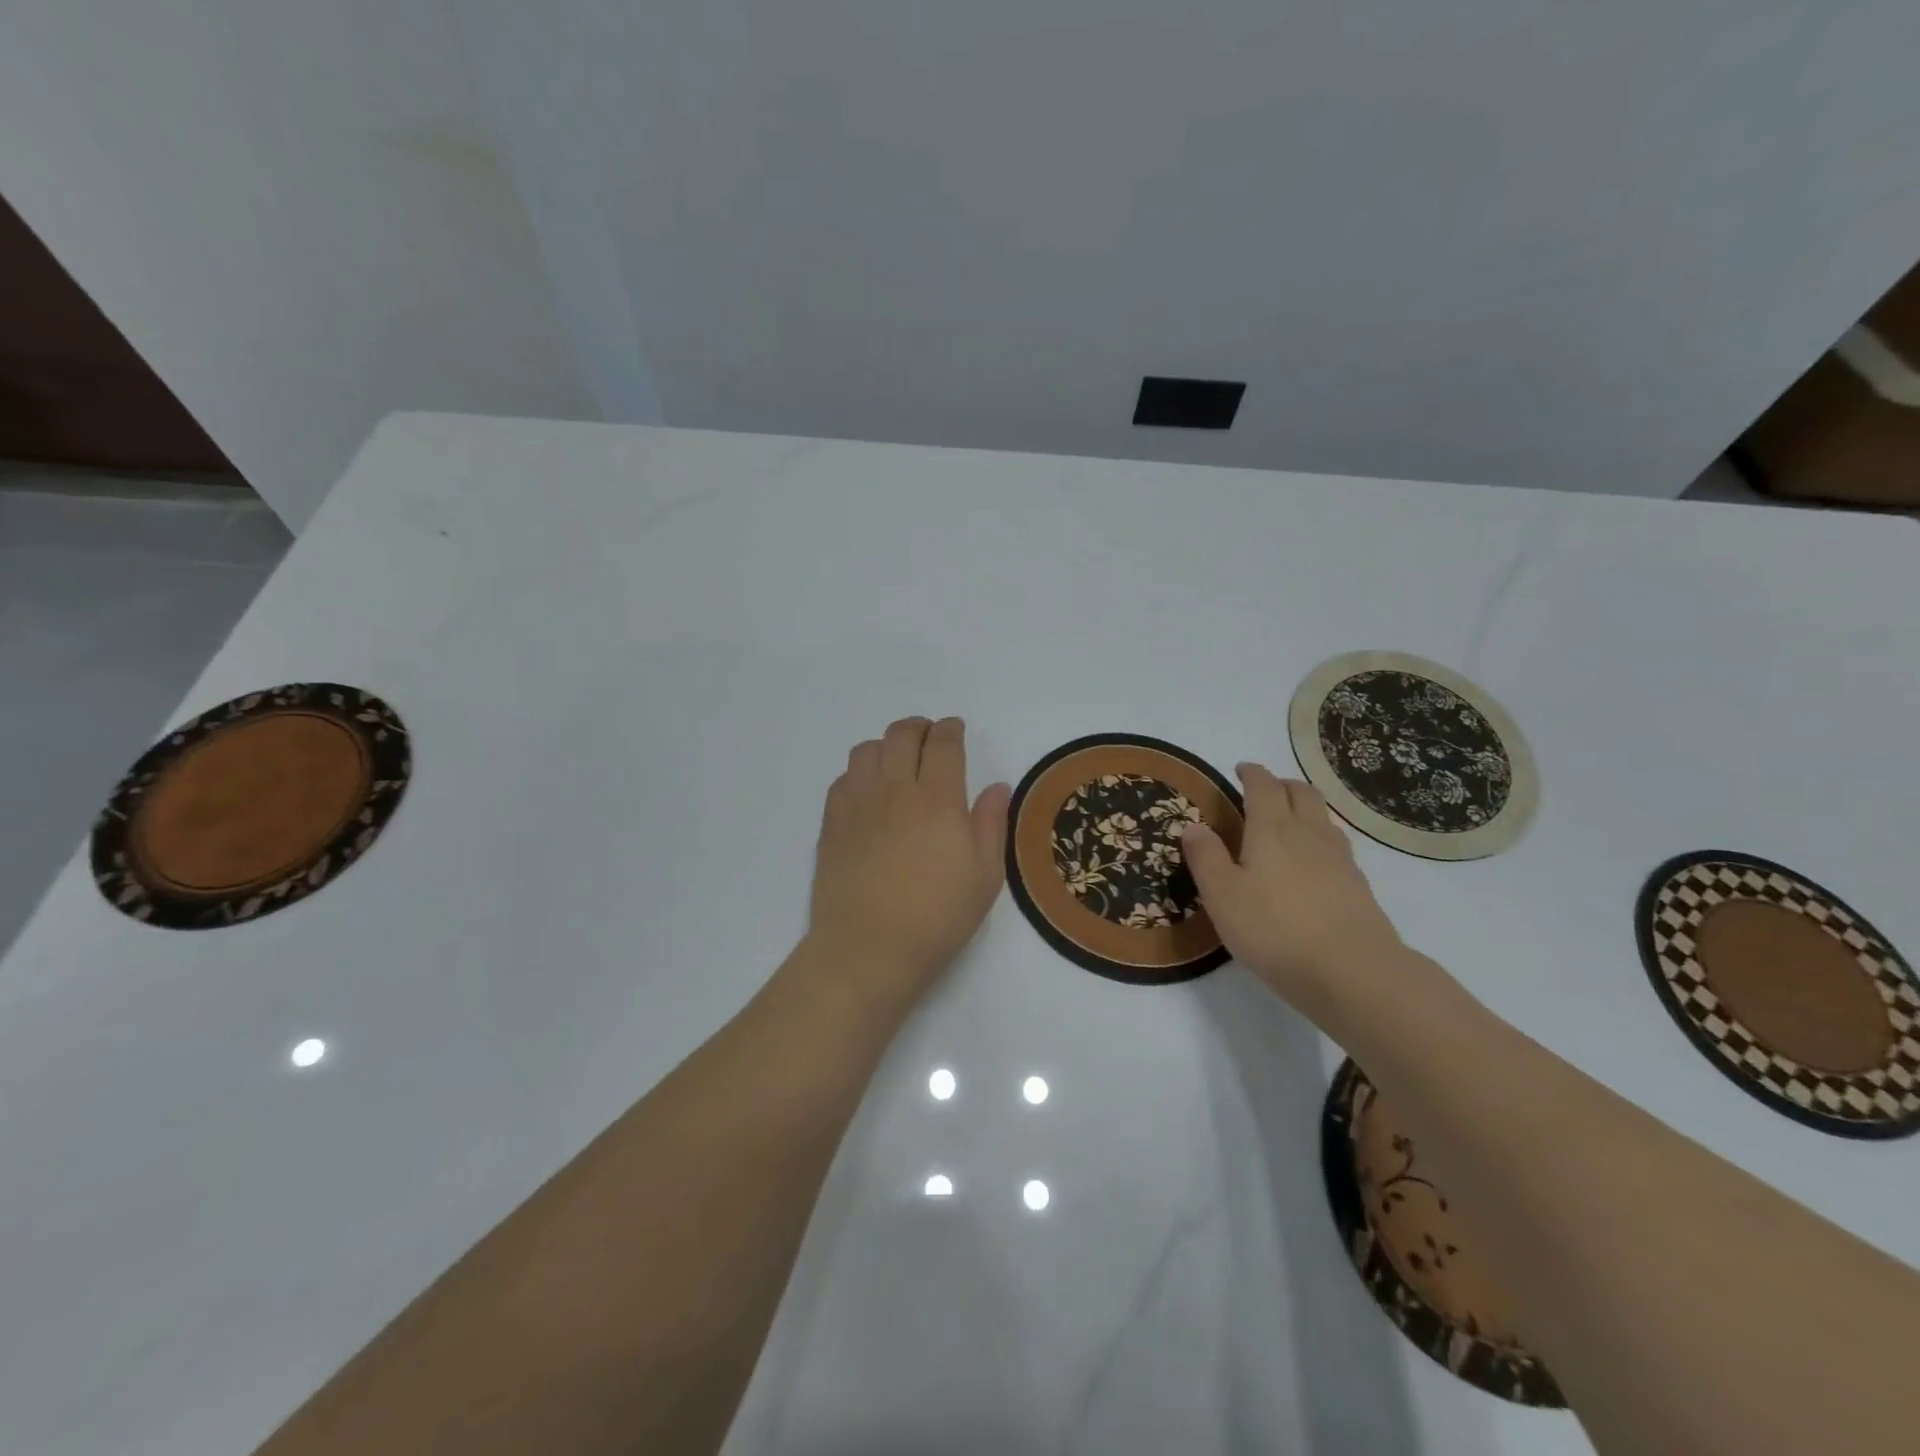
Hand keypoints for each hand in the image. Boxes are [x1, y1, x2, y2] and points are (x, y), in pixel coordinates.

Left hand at [806, 717, 1011, 1004]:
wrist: (868, 948)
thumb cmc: (937, 916)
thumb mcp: (984, 876)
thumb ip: (991, 823)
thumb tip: (996, 786)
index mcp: (938, 798)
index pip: (943, 743)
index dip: (951, 729)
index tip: (955, 730)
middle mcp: (895, 789)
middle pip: (902, 735)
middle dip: (919, 728)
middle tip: (930, 739)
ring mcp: (858, 803)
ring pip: (867, 749)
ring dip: (886, 745)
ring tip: (897, 762)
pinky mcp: (832, 822)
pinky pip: (843, 778)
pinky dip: (860, 772)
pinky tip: (869, 792)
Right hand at [1182, 763, 1404, 1025]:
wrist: (1353, 972)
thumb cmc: (1274, 930)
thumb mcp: (1222, 895)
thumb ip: (1205, 857)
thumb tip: (1193, 825)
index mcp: (1272, 829)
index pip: (1263, 786)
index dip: (1251, 773)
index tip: (1240, 770)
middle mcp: (1309, 834)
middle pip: (1302, 792)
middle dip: (1282, 784)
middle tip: (1264, 790)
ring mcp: (1340, 859)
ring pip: (1323, 817)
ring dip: (1305, 808)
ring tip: (1289, 821)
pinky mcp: (1358, 886)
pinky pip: (1337, 845)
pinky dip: (1320, 838)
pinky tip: (1313, 862)